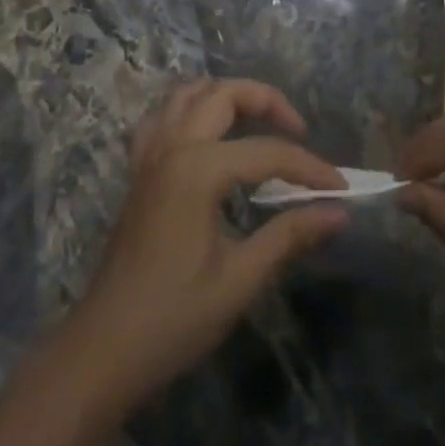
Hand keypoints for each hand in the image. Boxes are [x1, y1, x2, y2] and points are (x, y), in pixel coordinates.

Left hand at [65, 79, 348, 408]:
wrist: (103, 351)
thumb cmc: (174, 318)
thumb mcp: (240, 279)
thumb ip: (289, 235)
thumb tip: (339, 212)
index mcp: (197, 169)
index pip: (268, 152)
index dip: (309, 168)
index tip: (341, 188)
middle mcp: (171, 148)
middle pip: (223, 94)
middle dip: (266, 101)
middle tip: (298, 131)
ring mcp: (149, 157)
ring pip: (186, 94)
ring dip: (225, 96)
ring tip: (256, 121)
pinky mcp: (138, 173)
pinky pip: (160, 118)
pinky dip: (187, 111)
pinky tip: (205, 135)